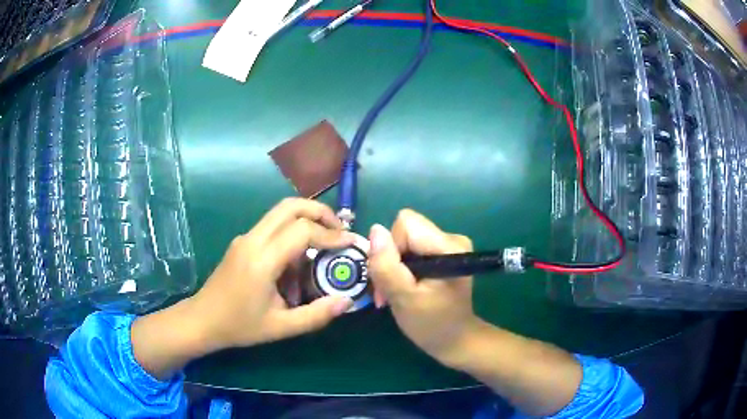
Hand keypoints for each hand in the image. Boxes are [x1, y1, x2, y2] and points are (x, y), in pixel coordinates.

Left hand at [187, 198, 355, 349]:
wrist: (202, 320)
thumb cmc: (239, 326)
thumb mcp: (281, 327)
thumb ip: (316, 315)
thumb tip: (347, 301)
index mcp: (261, 260)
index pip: (302, 230)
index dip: (330, 234)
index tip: (350, 243)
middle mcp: (252, 240)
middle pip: (290, 206)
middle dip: (320, 212)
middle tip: (339, 230)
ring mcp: (245, 238)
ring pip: (280, 212)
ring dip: (306, 219)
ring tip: (324, 243)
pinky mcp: (242, 242)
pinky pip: (271, 227)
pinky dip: (292, 232)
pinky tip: (298, 261)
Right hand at [367, 209, 479, 366]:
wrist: (455, 340)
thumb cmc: (431, 324)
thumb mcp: (403, 298)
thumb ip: (386, 265)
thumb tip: (375, 230)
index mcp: (449, 246)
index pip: (406, 224)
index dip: (392, 248)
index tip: (392, 279)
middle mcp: (452, 238)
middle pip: (405, 230)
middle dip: (390, 259)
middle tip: (389, 290)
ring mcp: (449, 245)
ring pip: (405, 240)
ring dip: (394, 266)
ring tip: (396, 293)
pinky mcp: (443, 253)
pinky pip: (412, 248)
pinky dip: (402, 268)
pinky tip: (405, 288)